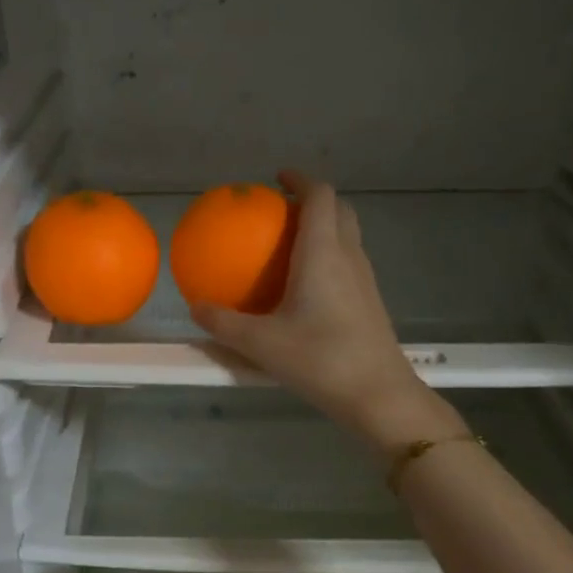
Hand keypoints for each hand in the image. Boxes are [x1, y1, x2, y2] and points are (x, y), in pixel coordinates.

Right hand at [191, 171, 458, 449]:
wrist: (377, 394)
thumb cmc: (319, 359)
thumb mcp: (261, 344)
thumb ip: (224, 324)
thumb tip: (195, 308)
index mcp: (324, 252)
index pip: (320, 196)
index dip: (301, 179)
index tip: (279, 178)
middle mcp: (349, 257)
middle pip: (340, 210)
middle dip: (314, 201)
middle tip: (283, 211)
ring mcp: (365, 280)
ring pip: (349, 237)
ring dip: (325, 229)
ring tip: (291, 246)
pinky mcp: (370, 303)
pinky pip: (349, 264)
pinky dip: (330, 258)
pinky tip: (306, 289)